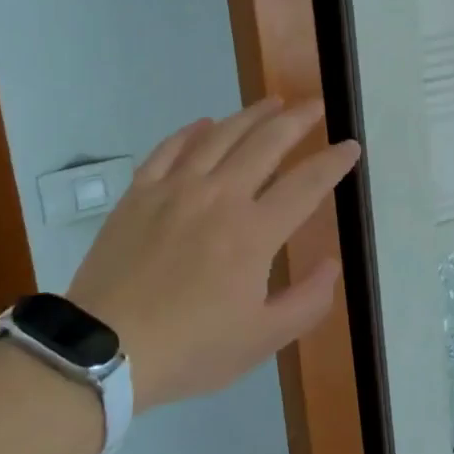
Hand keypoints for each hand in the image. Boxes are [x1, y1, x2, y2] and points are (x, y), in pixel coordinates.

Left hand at [65, 99, 360, 411]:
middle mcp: (220, 197)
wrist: (103, 350)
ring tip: (273, 102)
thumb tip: (333, 263)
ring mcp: (176, 189)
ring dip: (252, 115)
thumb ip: (307, 302)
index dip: (333, 162)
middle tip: (316, 106)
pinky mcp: (140, 193)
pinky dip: (192, 131)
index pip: (306, 184)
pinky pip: (170, 148)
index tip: (350, 146)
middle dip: (298, 120)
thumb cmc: (190, 348)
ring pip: (221, 136)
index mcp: (254, 232)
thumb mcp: (262, 340)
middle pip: (266, 143)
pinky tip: (205, 123)